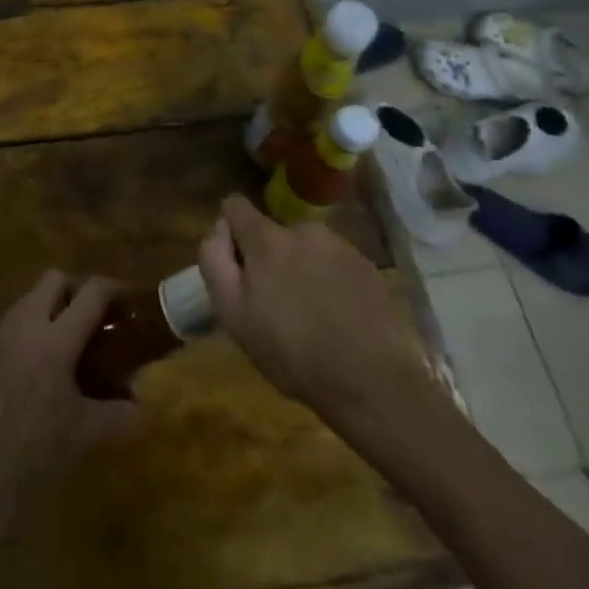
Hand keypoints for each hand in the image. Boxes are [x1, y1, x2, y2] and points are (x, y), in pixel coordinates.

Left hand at [0, 271, 137, 541]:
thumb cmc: (41, 458)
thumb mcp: (90, 434)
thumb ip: (123, 413)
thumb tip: (143, 404)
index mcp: (57, 341)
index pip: (91, 293)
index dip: (113, 288)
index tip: (127, 299)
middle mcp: (24, 326)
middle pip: (53, 279)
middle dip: (76, 290)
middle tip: (92, 318)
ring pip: (24, 298)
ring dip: (45, 307)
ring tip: (59, 338)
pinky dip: (14, 327)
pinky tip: (22, 355)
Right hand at [199, 195, 442, 430]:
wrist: (373, 382)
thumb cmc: (292, 352)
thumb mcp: (233, 314)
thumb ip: (215, 261)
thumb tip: (218, 229)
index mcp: (268, 237)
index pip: (235, 206)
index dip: (228, 232)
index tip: (237, 267)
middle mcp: (304, 229)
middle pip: (272, 234)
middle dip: (268, 259)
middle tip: (275, 306)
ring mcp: (340, 246)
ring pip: (305, 249)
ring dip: (300, 270)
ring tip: (310, 316)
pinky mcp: (368, 267)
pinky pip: (335, 264)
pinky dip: (329, 282)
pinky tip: (337, 318)